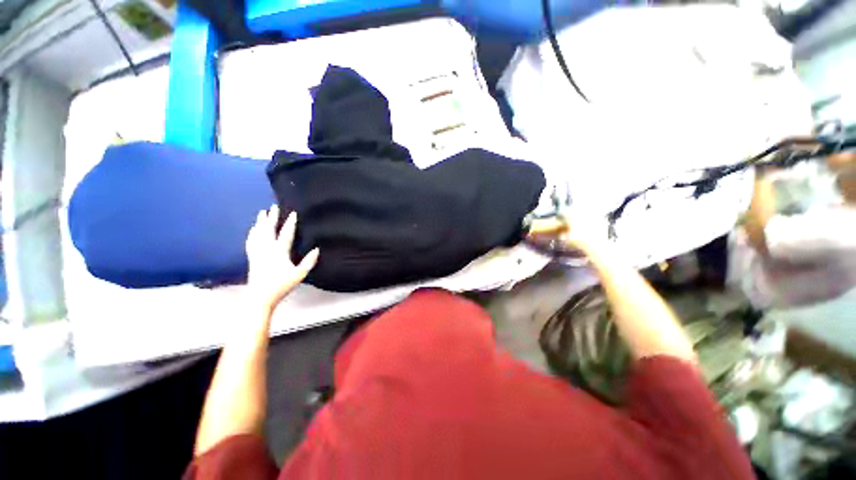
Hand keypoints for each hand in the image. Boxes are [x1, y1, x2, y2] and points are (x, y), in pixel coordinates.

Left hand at [246, 205, 318, 310]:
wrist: (260, 296)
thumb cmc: (281, 285)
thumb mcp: (299, 274)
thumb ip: (309, 262)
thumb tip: (317, 249)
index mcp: (279, 251)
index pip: (286, 234)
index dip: (290, 223)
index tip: (293, 213)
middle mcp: (267, 249)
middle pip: (269, 230)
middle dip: (272, 218)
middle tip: (273, 206)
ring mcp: (258, 252)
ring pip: (258, 233)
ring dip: (260, 222)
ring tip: (262, 212)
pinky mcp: (252, 257)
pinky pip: (251, 241)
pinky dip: (252, 233)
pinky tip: (252, 229)